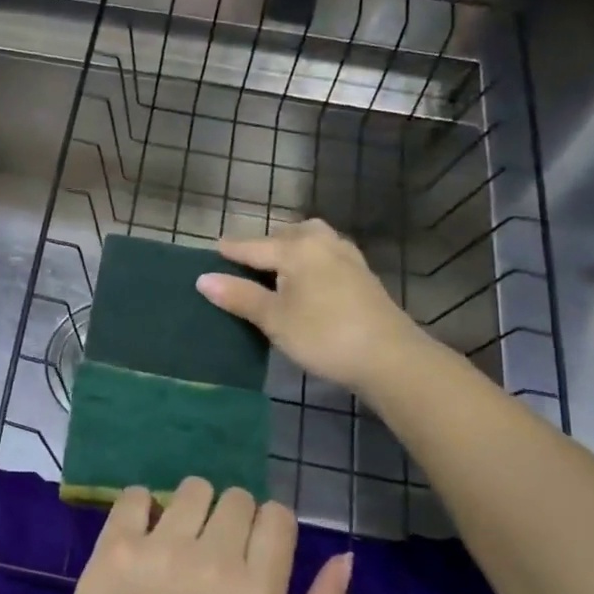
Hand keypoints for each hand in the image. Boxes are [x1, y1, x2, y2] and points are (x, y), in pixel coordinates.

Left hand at [62, 478, 350, 593]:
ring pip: (192, 489)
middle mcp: (212, 561)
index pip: (276, 515)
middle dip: (231, 521)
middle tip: (214, 554)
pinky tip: (144, 537)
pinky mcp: (116, 544)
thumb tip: (344, 558)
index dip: (269, 529)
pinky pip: (136, 494)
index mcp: (257, 593)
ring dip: (191, 510)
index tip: (254, 552)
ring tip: (180, 544)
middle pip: (236, 497)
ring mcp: (160, 548)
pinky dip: (142, 508)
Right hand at [196, 219, 421, 392]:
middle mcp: (321, 241)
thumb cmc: (324, 335)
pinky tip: (306, 279)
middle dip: (261, 247)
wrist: (390, 357)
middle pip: (282, 236)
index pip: (251, 246)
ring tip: (274, 270)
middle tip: (242, 266)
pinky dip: (308, 260)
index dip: (229, 252)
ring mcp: (345, 255)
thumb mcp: (274, 319)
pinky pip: (324, 254)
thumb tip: (202, 278)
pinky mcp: (361, 272)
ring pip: (307, 241)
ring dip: (288, 250)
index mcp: (296, 247)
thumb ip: (239, 296)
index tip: (212, 252)